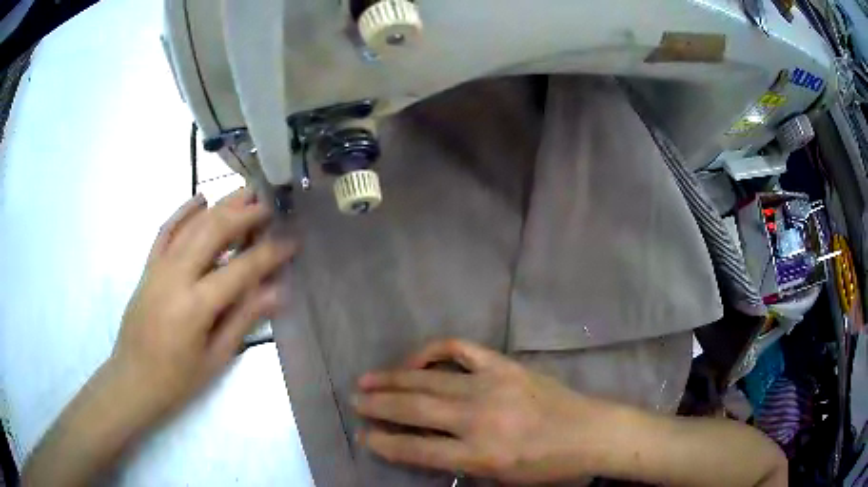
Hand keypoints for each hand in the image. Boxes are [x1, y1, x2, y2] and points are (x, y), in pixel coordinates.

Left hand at [109, 189, 295, 423]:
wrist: (133, 379)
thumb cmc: (177, 380)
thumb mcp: (215, 358)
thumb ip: (243, 319)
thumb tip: (277, 292)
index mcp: (196, 306)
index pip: (240, 269)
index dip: (270, 253)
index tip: (293, 240)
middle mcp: (176, 276)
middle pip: (213, 232)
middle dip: (245, 214)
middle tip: (270, 205)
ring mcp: (159, 267)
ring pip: (192, 225)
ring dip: (220, 206)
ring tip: (245, 193)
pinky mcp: (148, 267)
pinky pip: (166, 231)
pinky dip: (183, 212)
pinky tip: (200, 199)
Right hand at [354, 339, 608, 483]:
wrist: (592, 433)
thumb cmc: (550, 466)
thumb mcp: (502, 480)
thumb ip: (462, 464)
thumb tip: (426, 447)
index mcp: (480, 455)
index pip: (417, 449)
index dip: (385, 442)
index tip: (363, 435)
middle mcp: (480, 419)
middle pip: (416, 409)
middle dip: (379, 405)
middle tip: (354, 400)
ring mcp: (493, 386)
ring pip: (430, 379)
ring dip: (394, 378)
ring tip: (368, 379)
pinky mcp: (505, 365)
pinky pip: (461, 350)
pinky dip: (433, 350)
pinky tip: (416, 358)